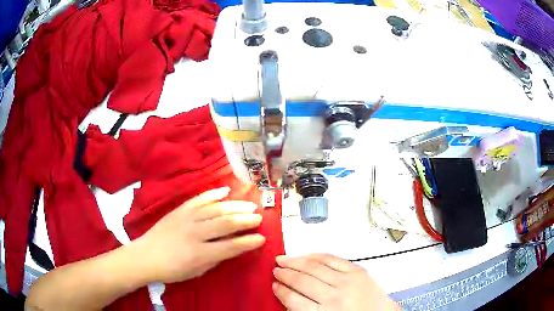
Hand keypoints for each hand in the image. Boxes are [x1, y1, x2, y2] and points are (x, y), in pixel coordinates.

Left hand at [132, 187, 264, 283]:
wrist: (146, 255)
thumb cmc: (173, 269)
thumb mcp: (197, 271)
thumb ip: (216, 258)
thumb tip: (233, 247)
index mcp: (200, 253)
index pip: (230, 246)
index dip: (248, 242)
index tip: (262, 238)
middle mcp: (195, 233)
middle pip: (225, 223)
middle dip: (246, 220)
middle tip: (259, 218)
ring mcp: (186, 218)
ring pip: (215, 209)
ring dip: (235, 206)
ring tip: (250, 205)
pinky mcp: (180, 209)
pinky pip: (199, 199)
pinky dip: (213, 194)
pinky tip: (225, 191)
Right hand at [273, 253, 399, 310]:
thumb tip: (288, 297)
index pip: (293, 300)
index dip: (281, 291)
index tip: (274, 286)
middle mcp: (334, 298)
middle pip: (302, 281)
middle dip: (285, 274)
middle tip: (276, 270)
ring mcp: (347, 282)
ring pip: (314, 266)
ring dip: (296, 261)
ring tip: (284, 259)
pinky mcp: (358, 271)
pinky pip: (332, 259)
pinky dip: (316, 255)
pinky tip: (307, 255)